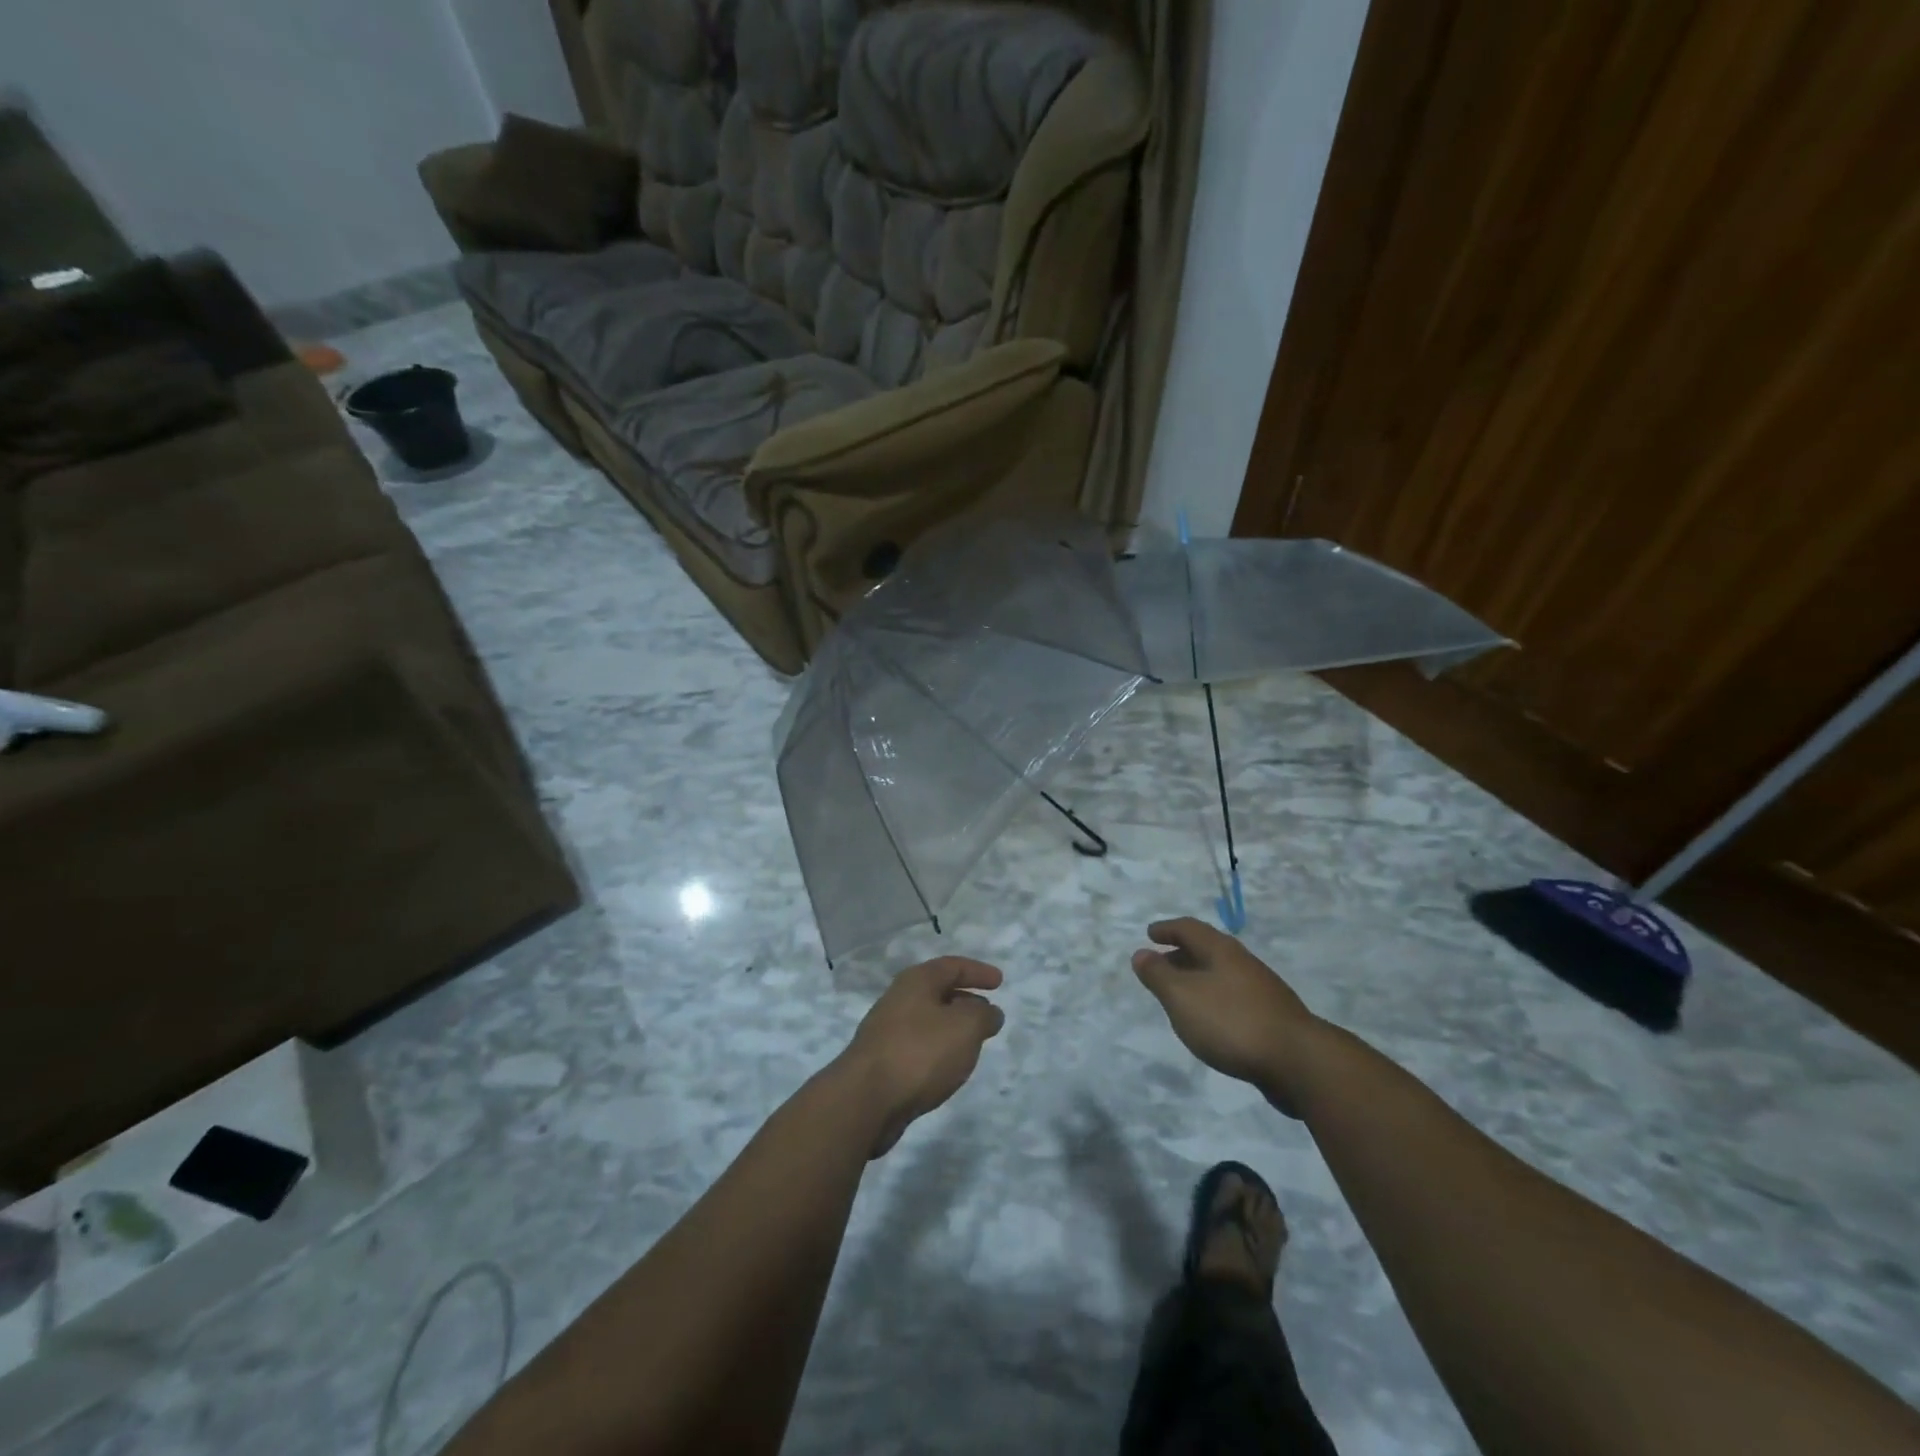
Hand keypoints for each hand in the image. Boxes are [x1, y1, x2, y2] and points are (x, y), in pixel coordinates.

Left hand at [837, 957, 1005, 1156]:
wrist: (865, 1099)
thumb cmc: (920, 1052)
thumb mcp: (965, 1026)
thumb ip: (983, 1015)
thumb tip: (989, 1012)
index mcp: (916, 981)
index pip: (952, 965)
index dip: (978, 971)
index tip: (999, 981)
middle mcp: (898, 999)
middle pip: (937, 991)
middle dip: (965, 1000)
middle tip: (988, 1013)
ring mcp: (886, 1031)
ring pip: (928, 1021)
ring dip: (951, 1027)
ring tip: (973, 1043)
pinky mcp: (882, 1062)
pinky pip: (918, 1046)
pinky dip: (938, 1050)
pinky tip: (947, 1068)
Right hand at [1131, 918, 1321, 1116]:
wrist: (1299, 1062)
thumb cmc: (1232, 1022)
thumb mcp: (1182, 997)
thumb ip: (1158, 975)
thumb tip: (1141, 953)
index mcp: (1222, 951)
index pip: (1190, 928)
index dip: (1167, 929)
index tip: (1150, 934)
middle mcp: (1244, 963)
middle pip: (1208, 949)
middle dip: (1181, 954)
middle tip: (1160, 965)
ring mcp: (1263, 991)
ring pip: (1223, 975)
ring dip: (1198, 979)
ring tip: (1181, 995)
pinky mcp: (1273, 1019)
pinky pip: (1234, 998)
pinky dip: (1215, 1000)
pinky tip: (1211, 1022)